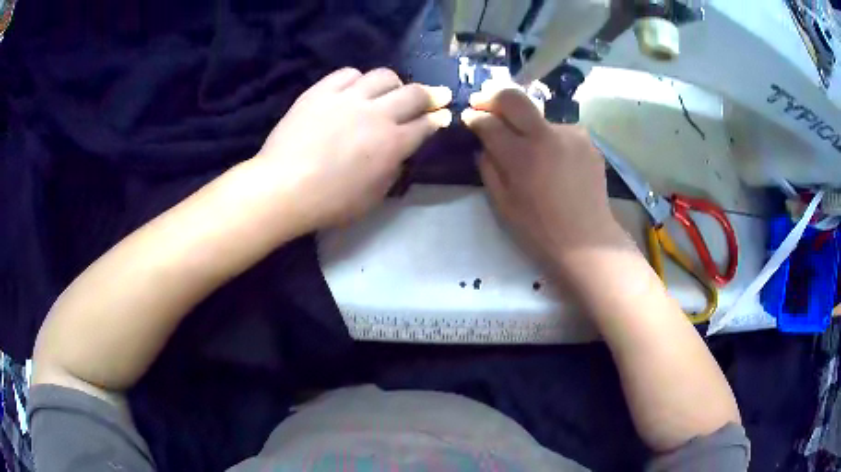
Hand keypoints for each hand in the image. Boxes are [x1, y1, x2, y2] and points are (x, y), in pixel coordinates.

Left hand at [255, 67, 451, 233]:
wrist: (284, 187)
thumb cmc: (330, 202)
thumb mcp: (373, 196)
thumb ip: (393, 169)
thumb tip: (399, 151)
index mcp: (393, 143)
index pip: (426, 124)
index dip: (438, 118)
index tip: (443, 115)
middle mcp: (376, 114)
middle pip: (414, 93)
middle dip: (430, 94)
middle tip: (434, 96)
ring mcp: (348, 98)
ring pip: (383, 75)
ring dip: (394, 83)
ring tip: (389, 91)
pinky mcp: (322, 91)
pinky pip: (348, 73)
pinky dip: (358, 79)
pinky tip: (355, 89)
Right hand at [462, 89, 624, 272]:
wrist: (587, 241)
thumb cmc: (539, 229)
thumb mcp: (503, 204)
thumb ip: (488, 167)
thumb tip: (483, 143)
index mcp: (522, 155)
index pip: (489, 122)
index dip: (474, 118)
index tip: (469, 118)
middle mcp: (547, 135)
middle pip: (513, 97)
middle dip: (492, 96)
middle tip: (482, 102)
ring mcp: (571, 134)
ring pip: (538, 116)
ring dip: (526, 124)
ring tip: (528, 147)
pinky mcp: (587, 140)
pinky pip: (559, 131)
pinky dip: (549, 138)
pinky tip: (552, 159)